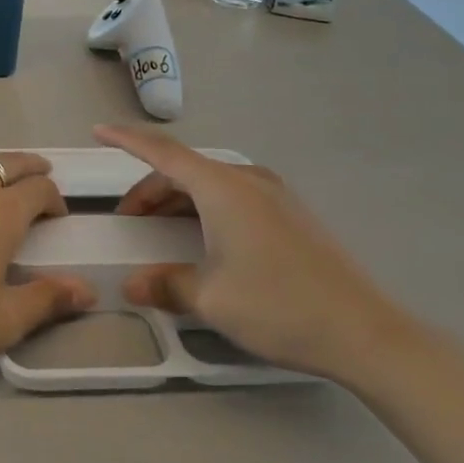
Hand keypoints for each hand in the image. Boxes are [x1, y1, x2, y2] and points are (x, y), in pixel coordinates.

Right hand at [100, 125, 409, 380]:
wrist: (364, 331)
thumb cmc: (278, 306)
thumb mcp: (211, 299)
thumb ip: (166, 284)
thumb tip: (132, 285)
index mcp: (222, 188)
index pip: (163, 153)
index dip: (127, 141)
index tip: (99, 131)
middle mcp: (247, 180)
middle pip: (185, 170)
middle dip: (150, 190)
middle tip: (128, 220)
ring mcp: (274, 194)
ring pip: (209, 184)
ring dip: (178, 200)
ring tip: (159, 230)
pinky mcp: (290, 213)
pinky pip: (233, 196)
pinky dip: (204, 207)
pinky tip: (202, 238)